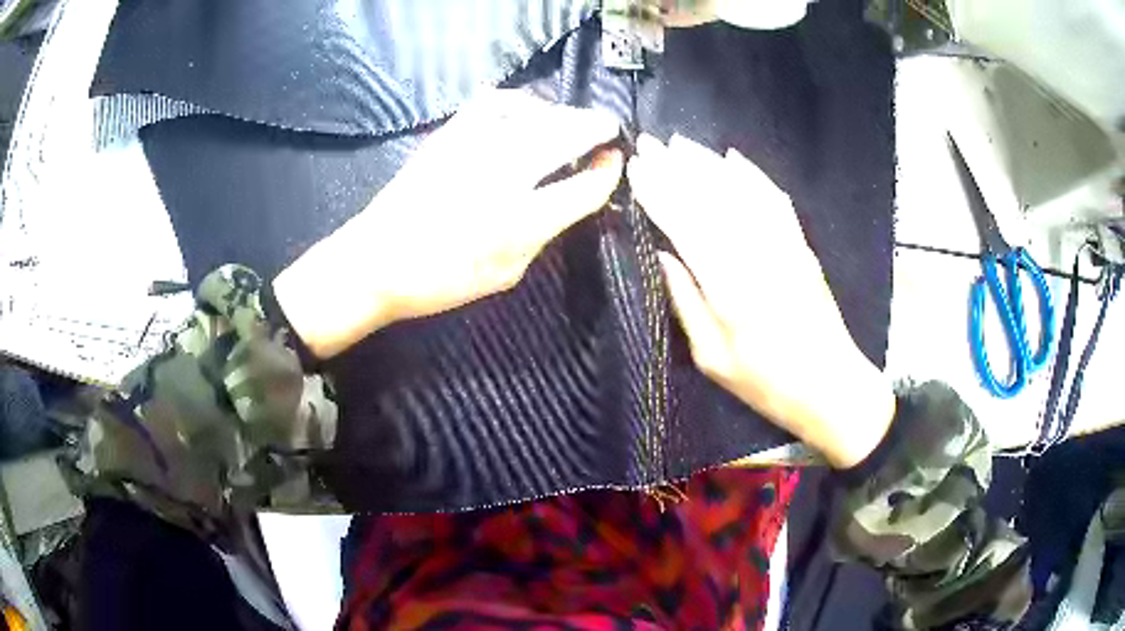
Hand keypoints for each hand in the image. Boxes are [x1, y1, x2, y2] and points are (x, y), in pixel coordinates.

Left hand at [274, 90, 623, 358]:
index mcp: (520, 222)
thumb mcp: (505, 274)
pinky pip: (494, 102)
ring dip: (563, 113)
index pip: (583, 187)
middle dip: (595, 126)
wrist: (376, 262)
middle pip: (566, 135)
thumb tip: (567, 201)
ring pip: (535, 114)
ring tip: (571, 120)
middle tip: (607, 127)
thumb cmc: (441, 279)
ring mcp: (473, 147)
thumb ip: (542, 235)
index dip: (607, 172)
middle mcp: (503, 176)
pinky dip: (519, 101)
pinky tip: (526, 110)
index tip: (615, 162)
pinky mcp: (449, 134)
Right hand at [628, 134, 893, 467]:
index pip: (687, 225)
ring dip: (709, 164)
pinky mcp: (801, 245)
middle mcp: (757, 257)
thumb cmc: (766, 383)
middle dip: (677, 168)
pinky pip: (775, 200)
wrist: (830, 385)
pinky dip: (753, 175)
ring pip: (742, 192)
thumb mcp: (713, 358)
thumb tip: (662, 254)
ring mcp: (784, 246)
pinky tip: (733, 158)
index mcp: (730, 289)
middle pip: (712, 200)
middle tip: (649, 144)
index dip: (660, 193)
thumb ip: (686, 302)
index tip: (636, 169)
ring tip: (680, 143)